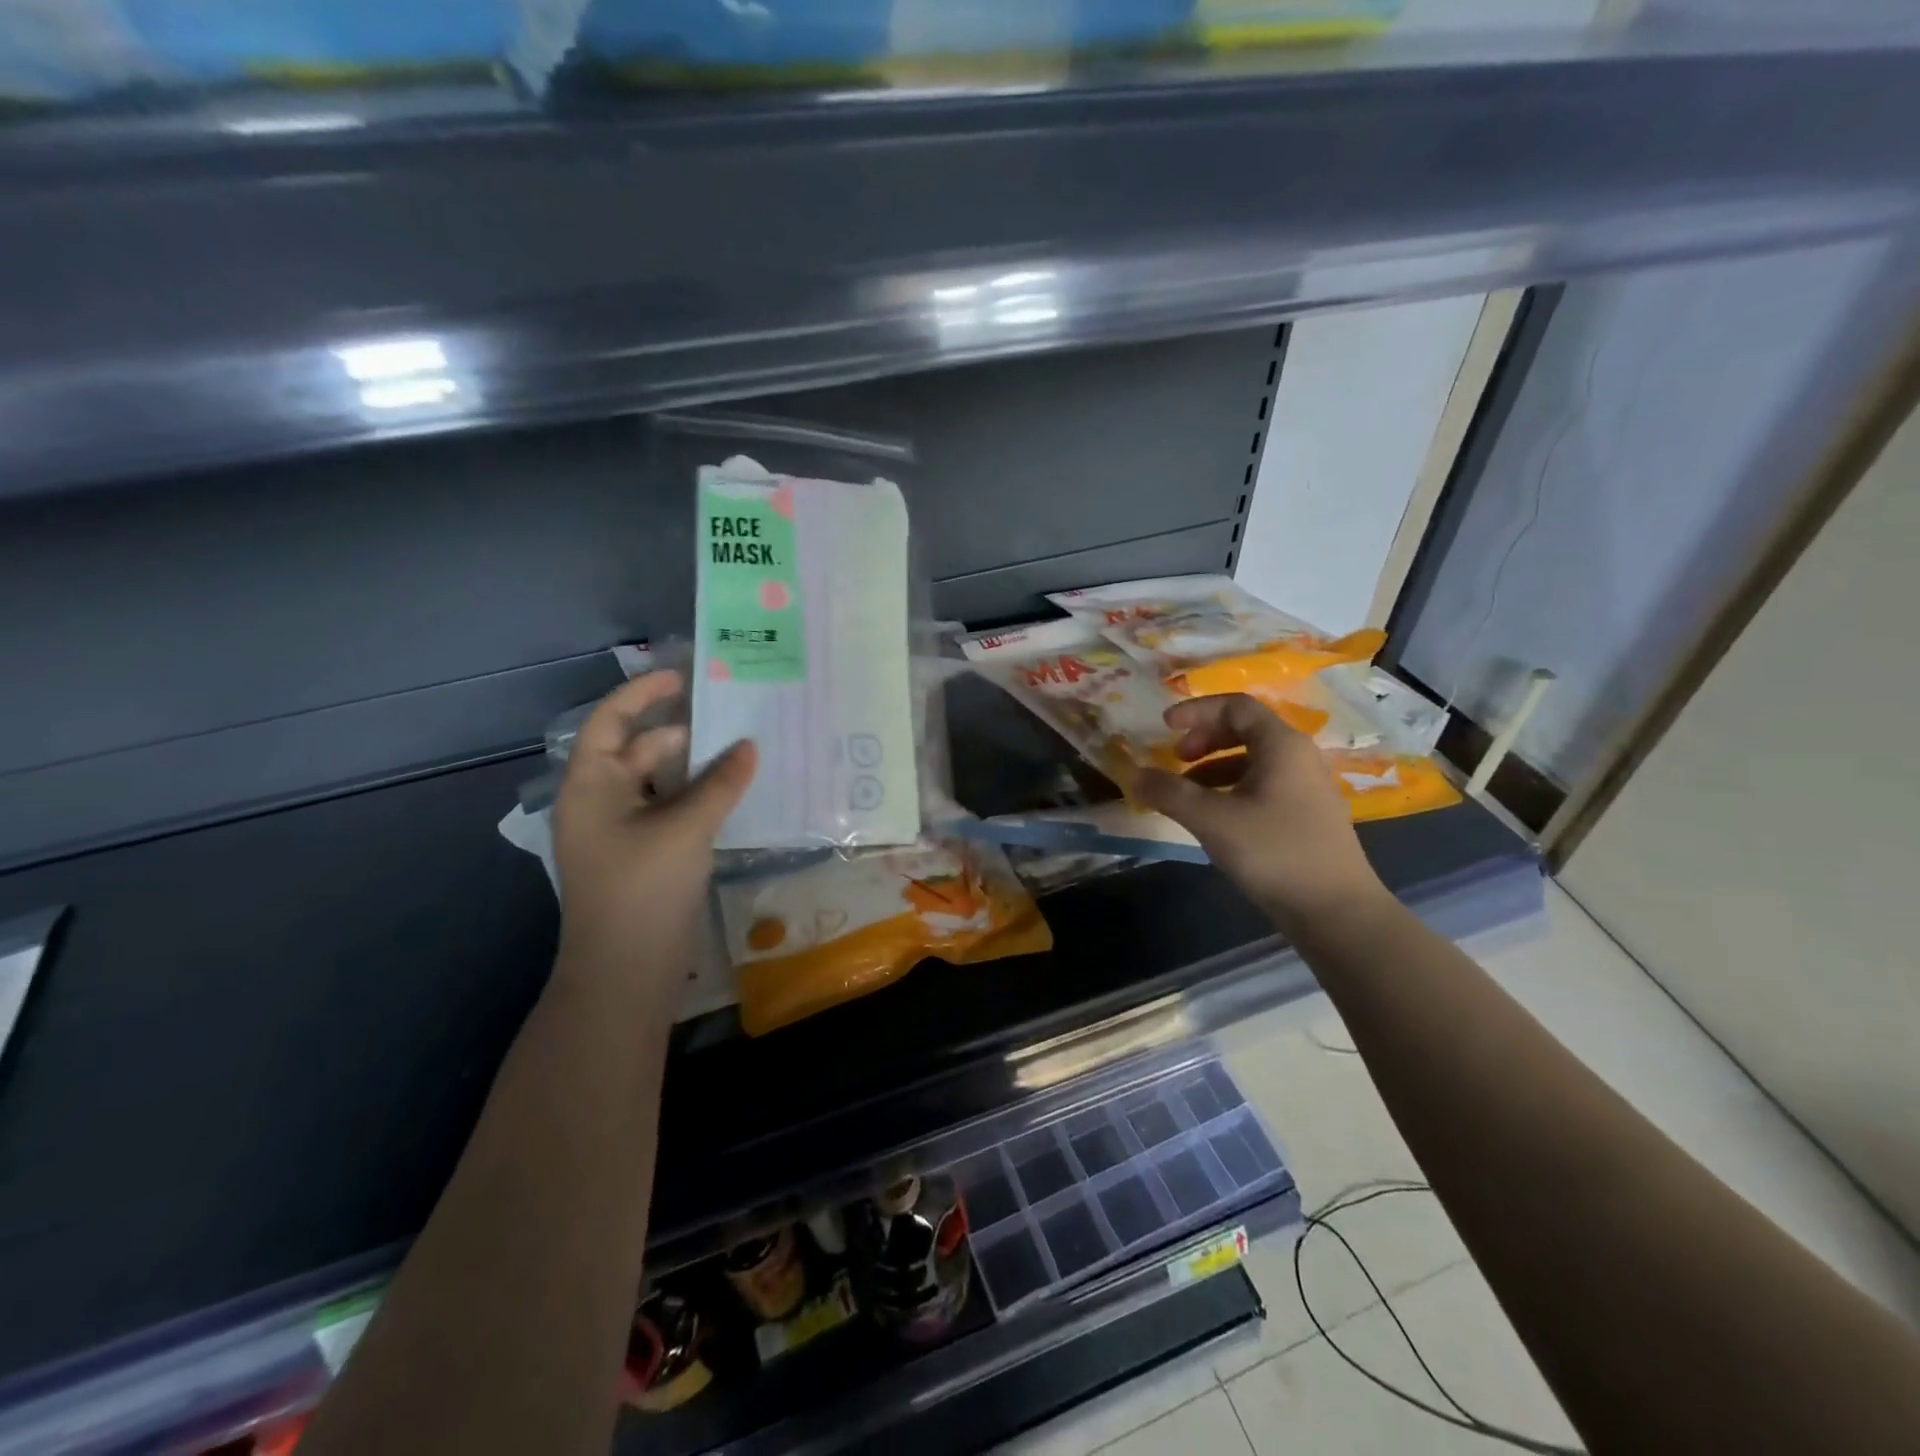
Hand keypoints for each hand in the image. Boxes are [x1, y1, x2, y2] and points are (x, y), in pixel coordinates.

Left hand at [551, 671, 756, 987]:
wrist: (625, 972)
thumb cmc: (643, 887)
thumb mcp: (686, 827)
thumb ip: (721, 782)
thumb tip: (750, 746)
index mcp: (591, 785)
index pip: (610, 721)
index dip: (642, 694)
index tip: (682, 676)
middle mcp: (601, 801)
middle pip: (639, 750)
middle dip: (682, 732)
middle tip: (732, 717)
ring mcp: (621, 832)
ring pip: (659, 783)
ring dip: (695, 767)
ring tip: (741, 751)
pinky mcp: (642, 856)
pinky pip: (669, 811)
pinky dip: (697, 797)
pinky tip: (732, 794)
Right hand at [1134, 694, 1386, 936]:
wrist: (1336, 911)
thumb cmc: (1275, 852)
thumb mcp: (1212, 820)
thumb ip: (1169, 792)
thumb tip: (1132, 773)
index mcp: (1281, 745)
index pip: (1236, 706)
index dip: (1197, 710)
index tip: (1164, 725)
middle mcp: (1298, 757)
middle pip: (1246, 730)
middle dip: (1204, 739)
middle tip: (1176, 759)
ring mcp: (1306, 788)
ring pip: (1253, 761)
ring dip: (1214, 767)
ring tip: (1186, 793)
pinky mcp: (1306, 816)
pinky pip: (1263, 786)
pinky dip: (1231, 789)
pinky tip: (1215, 818)